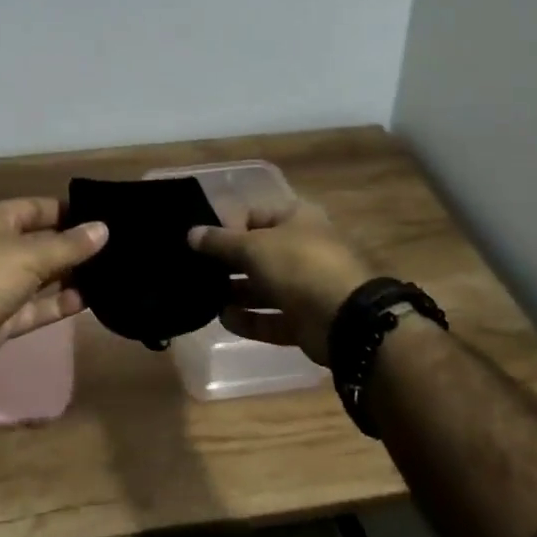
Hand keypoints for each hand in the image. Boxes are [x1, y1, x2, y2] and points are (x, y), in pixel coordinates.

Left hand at [0, 197, 106, 376]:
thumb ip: (70, 245)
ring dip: (70, 277)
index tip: (104, 218)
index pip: (40, 208)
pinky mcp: (2, 317)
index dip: (70, 212)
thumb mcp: (32, 254)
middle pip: (42, 243)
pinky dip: (59, 304)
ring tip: (110, 275)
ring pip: (41, 277)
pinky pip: (37, 306)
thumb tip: (104, 228)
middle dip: (74, 247)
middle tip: (116, 250)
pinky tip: (90, 301)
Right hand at [188, 201, 373, 365]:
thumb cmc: (298, 265)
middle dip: (229, 263)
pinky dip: (250, 319)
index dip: (227, 227)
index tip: (201, 243)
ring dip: (237, 293)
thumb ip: (220, 242)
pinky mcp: (305, 319)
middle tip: (198, 272)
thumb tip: (192, 233)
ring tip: (206, 297)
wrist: (344, 318)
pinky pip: (272, 317)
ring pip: (264, 287)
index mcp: (296, 219)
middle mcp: (302, 249)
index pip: (254, 216)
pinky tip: (224, 320)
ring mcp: (306, 286)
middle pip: (258, 253)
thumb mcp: (253, 246)